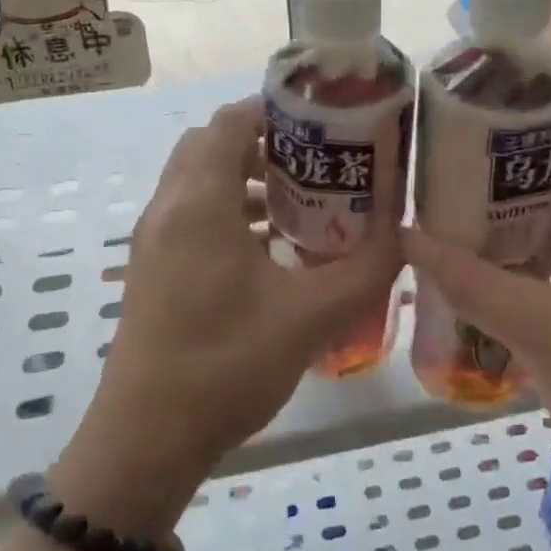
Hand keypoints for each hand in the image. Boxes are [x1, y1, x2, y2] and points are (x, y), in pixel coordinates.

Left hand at [55, 98, 402, 529]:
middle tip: (321, 162)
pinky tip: (274, 251)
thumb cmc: (226, 366)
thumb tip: (404, 235)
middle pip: (213, 146)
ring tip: (306, 204)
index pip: (231, 122)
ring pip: (201, 182)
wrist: (146, 440)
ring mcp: (154, 242)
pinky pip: (193, 216)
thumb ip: (367, 269)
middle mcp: (168, 209)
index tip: (327, 121)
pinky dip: (232, 213)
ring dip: (249, 180)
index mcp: (199, 203)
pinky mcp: (153, 270)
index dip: (278, 110)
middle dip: (267, 143)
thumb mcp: (311, 316)